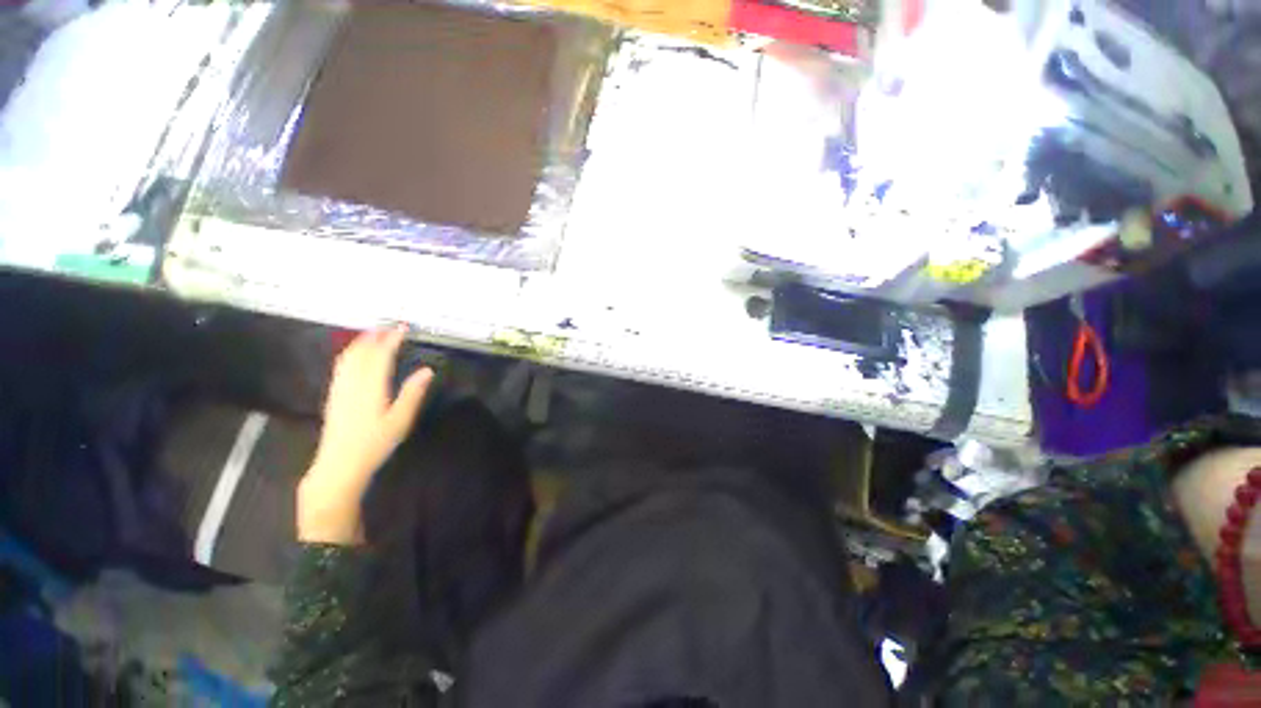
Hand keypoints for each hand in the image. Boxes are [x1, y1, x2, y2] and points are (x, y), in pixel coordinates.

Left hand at [299, 326, 433, 544]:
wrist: (339, 465)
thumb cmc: (374, 444)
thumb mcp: (400, 420)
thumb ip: (413, 393)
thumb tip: (427, 370)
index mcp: (372, 387)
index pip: (382, 355)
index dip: (392, 339)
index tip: (403, 327)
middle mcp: (353, 383)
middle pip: (362, 352)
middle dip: (376, 336)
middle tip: (390, 326)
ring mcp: (340, 388)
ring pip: (348, 357)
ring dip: (361, 342)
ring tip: (373, 333)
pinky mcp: (334, 395)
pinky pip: (340, 366)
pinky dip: (349, 353)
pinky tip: (354, 354)